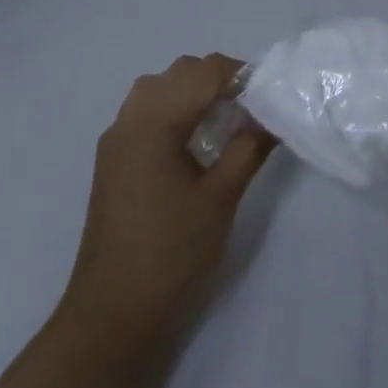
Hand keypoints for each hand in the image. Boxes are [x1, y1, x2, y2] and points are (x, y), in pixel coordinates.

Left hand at [58, 54, 277, 355]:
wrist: (113, 314)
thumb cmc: (172, 251)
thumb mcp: (221, 195)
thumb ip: (249, 146)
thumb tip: (273, 115)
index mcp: (152, 123)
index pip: (203, 72)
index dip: (242, 74)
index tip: (273, 93)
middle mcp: (128, 121)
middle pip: (180, 73)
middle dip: (221, 78)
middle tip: (255, 106)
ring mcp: (116, 141)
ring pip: (161, 88)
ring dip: (197, 91)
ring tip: (230, 119)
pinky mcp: (115, 161)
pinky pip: (148, 111)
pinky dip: (178, 108)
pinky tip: (200, 139)